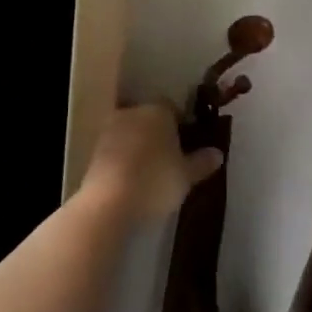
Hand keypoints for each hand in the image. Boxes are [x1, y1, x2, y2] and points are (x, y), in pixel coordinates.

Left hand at [78, 104, 224, 224]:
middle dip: (159, 133)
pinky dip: (125, 159)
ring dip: (140, 146)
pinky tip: (132, 179)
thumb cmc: (155, 181)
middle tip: (171, 158)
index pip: (174, 108)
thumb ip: (201, 162)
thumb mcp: (186, 176)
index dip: (182, 124)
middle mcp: (132, 113)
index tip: (189, 143)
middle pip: (150, 118)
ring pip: (131, 133)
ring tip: (151, 171)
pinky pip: (116, 149)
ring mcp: (109, 130)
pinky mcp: (93, 151)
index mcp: (158, 110)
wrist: (108, 203)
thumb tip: (217, 154)